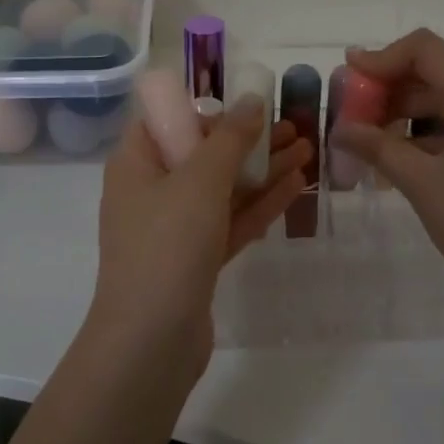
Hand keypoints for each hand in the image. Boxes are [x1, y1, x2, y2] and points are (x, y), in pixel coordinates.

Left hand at [91, 97, 312, 370]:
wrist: (151, 341)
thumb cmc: (167, 245)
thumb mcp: (200, 180)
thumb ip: (230, 138)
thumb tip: (252, 102)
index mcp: (136, 164)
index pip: (169, 121)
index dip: (208, 110)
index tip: (249, 106)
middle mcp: (151, 191)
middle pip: (204, 153)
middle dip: (249, 140)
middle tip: (294, 126)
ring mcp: (173, 229)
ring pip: (223, 189)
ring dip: (263, 170)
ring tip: (306, 150)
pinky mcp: (196, 260)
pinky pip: (230, 221)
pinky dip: (260, 204)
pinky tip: (295, 186)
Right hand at [331, 29, 443, 325]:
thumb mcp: (423, 184)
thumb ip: (379, 147)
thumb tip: (341, 128)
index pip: (428, 50)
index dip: (384, 57)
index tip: (348, 76)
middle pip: (440, 68)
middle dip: (393, 83)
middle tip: (356, 108)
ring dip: (410, 107)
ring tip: (372, 135)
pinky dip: (431, 129)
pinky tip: (401, 155)